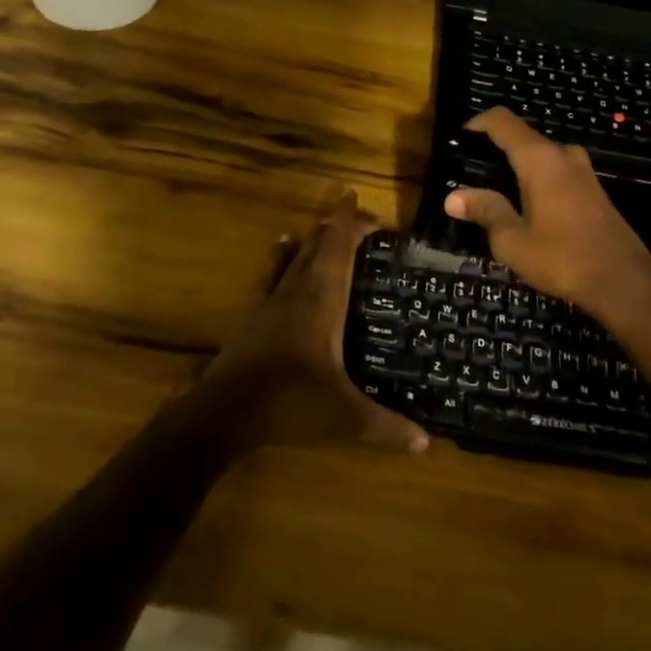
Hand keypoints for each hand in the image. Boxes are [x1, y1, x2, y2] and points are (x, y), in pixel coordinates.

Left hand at [200, 191, 429, 454]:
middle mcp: (297, 291)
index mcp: (322, 301)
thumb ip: (386, 427)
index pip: (339, 248)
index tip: (367, 207)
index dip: (352, 222)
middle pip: (319, 245)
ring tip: (325, 225)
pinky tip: (282, 247)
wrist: (224, 412)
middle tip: (361, 218)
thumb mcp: (344, 418)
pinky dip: (282, 256)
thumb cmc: (289, 403)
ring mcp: (270, 301)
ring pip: (295, 256)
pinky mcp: (253, 315)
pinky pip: (271, 273)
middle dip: (339, 226)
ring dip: (313, 238)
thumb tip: (426, 443)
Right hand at [445, 109, 650, 327]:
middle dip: (493, 151)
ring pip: (541, 156)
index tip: (457, 142)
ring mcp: (583, 171)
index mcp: (540, 159)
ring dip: (516, 168)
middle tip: (469, 177)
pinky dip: (535, 180)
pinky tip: (524, 208)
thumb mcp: (513, 241)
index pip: (502, 121)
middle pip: (521, 138)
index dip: (476, 124)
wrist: (625, 283)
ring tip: (493, 194)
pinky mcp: (594, 190)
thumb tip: (454, 197)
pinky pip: (556, 172)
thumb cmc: (564, 259)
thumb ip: (485, 211)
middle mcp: (563, 155)